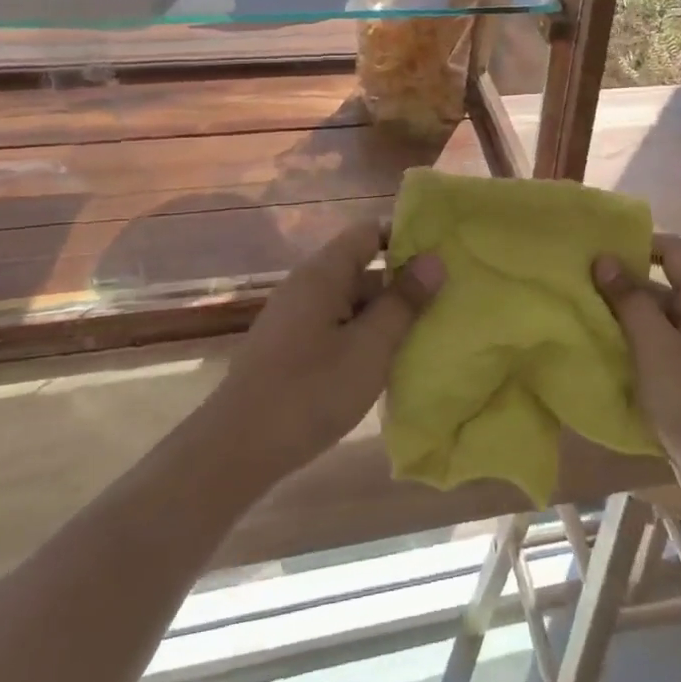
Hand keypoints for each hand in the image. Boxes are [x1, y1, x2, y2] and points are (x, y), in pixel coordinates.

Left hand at [208, 220, 444, 479]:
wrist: (236, 449)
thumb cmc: (310, 391)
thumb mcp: (370, 347)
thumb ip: (403, 302)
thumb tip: (435, 260)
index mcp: (323, 273)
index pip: (369, 232)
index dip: (406, 237)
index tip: (441, 256)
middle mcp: (306, 285)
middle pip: (361, 266)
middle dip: (401, 282)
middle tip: (444, 299)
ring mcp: (295, 316)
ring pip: (350, 300)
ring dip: (384, 313)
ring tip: (425, 331)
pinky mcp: (290, 346)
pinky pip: (336, 324)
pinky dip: (362, 334)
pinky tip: (384, 360)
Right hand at [593, 235, 680, 482]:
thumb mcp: (656, 347)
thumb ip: (629, 300)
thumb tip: (605, 258)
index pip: (673, 250)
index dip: (637, 243)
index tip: (597, 250)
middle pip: (662, 285)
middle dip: (622, 284)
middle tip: (576, 284)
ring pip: (657, 321)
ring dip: (623, 319)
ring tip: (578, 316)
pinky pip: (659, 351)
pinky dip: (633, 348)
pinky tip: (600, 354)